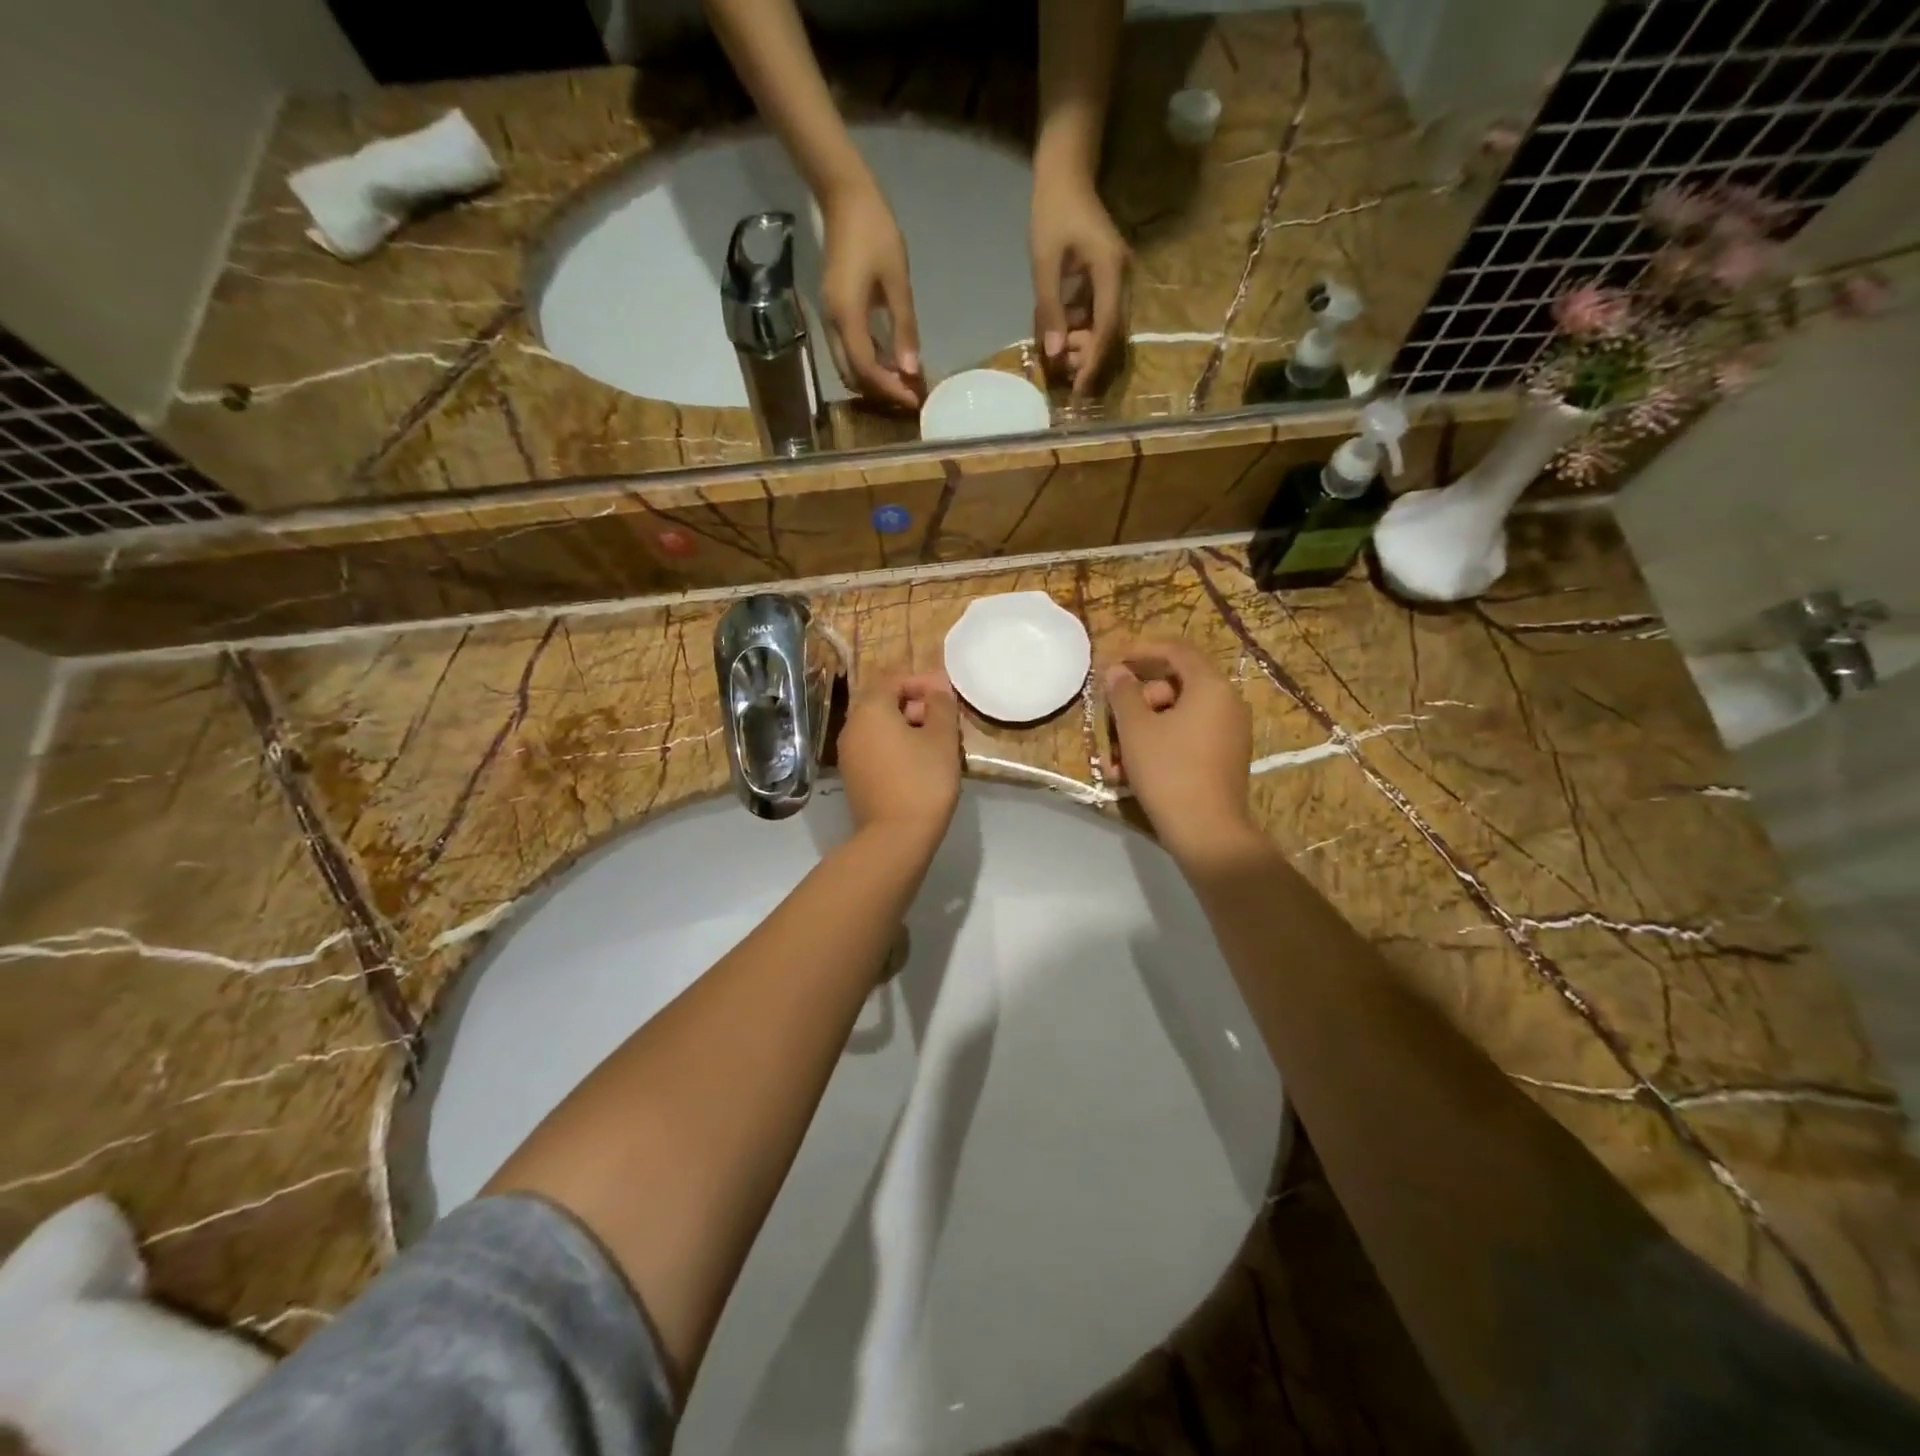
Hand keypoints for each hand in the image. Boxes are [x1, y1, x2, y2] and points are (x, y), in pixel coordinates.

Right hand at [819, 178, 924, 409]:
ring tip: (903, 381)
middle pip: (853, 375)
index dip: (890, 388)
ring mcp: (829, 319)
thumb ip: (904, 328)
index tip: (914, 398)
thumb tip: (911, 370)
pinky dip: (868, 364)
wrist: (844, 197)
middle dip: (881, 391)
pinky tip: (890, 361)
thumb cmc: (874, 232)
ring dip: (874, 380)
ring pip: (848, 367)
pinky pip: (848, 351)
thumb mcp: (897, 280)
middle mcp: (832, 324)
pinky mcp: (833, 313)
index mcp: (847, 315)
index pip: (866, 369)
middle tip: (910, 394)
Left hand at [838, 671, 961, 848]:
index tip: (946, 696)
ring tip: (937, 745)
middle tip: (945, 722)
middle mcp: (851, 727)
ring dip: (907, 728)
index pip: (893, 680)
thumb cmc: (923, 780)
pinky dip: (896, 748)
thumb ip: (940, 704)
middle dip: (915, 706)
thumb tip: (937, 684)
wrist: (896, 837)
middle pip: (883, 703)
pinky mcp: (853, 778)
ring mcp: (848, 755)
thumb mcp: (942, 738)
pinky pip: (875, 749)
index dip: (921, 682)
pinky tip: (919, 765)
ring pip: (879, 728)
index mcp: (870, 711)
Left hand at [1030, 169, 1129, 397]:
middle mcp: (1122, 278)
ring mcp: (1117, 279)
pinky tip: (1060, 337)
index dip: (1093, 362)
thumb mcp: (1045, 262)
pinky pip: (1097, 315)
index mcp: (1111, 271)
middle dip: (1088, 360)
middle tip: (1063, 378)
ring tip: (1058, 359)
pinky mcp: (1107, 280)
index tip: (1079, 390)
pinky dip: (1080, 330)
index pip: (1107, 328)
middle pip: (1111, 333)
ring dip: (1083, 347)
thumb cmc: (1053, 211)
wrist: (1066, 172)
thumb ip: (1050, 308)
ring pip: (1105, 327)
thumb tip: (1054, 354)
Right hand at [1102, 641, 1257, 863]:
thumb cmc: (1169, 770)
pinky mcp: (1225, 757)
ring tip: (1116, 760)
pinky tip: (1133, 772)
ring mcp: (1230, 732)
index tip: (1113, 661)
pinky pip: (1188, 737)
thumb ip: (1123, 693)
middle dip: (1138, 701)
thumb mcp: (1136, 729)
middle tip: (1113, 721)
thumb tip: (1116, 670)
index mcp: (1210, 687)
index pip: (1176, 650)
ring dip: (1144, 729)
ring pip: (1177, 716)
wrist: (1207, 831)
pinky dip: (1161, 745)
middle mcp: (1227, 703)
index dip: (1141, 651)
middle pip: (1175, 685)